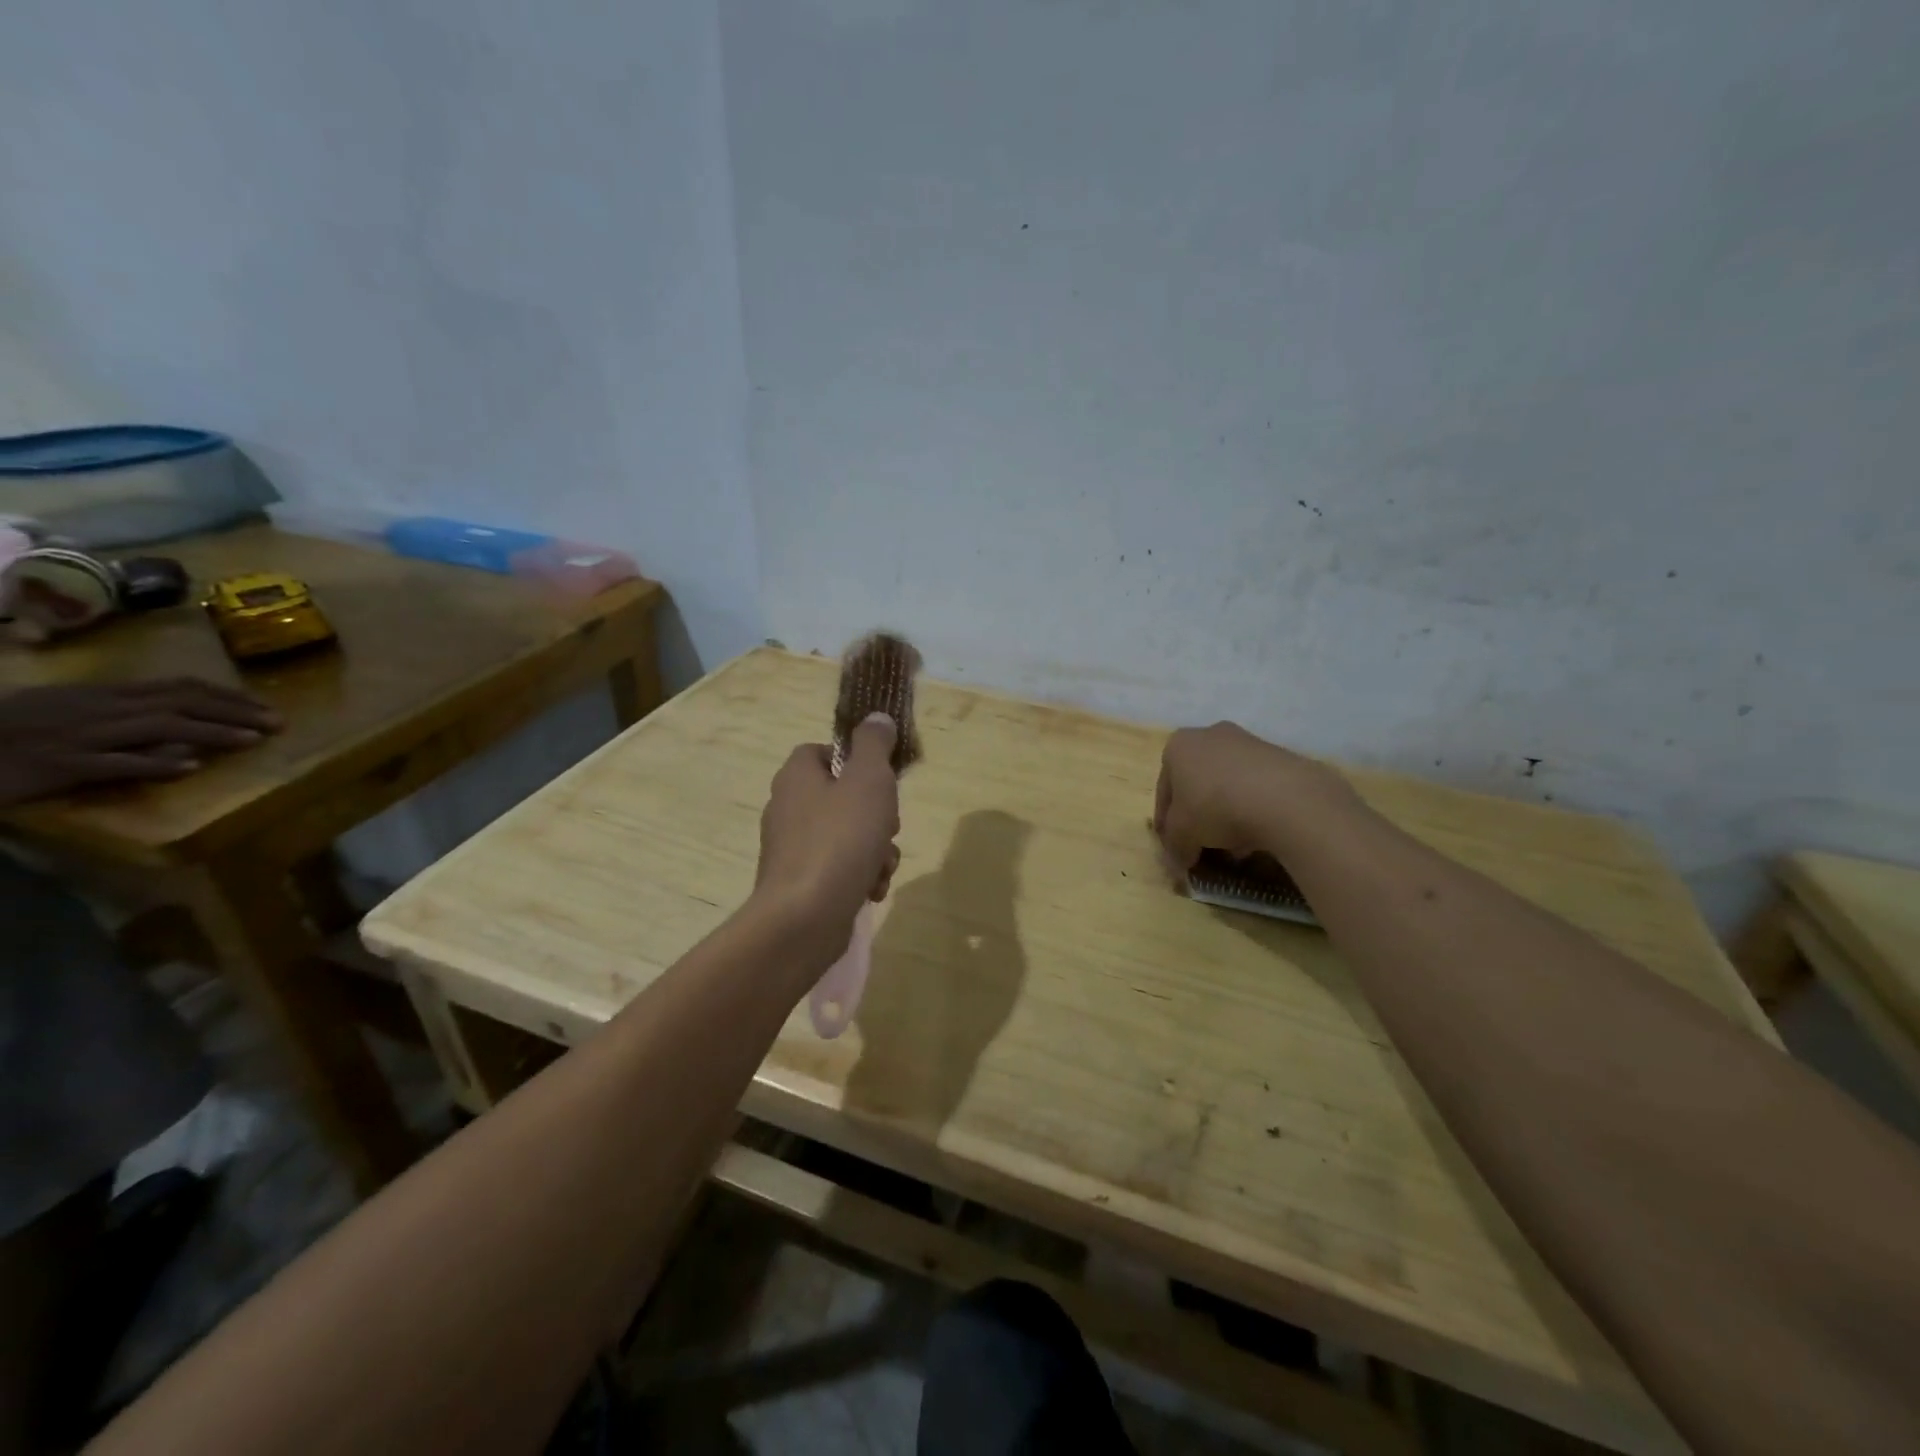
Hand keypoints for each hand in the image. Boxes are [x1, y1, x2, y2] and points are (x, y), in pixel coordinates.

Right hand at [0, 679, 281, 807]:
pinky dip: (153, 762)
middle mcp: (97, 709)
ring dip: (210, 732)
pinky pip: (112, 763)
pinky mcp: (58, 765)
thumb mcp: (71, 711)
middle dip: (234, 711)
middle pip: (179, 703)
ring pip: (157, 727)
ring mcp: (79, 736)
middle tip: (278, 722)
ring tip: (253, 739)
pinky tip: (189, 766)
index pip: (178, 688)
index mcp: (102, 694)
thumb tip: (180, 724)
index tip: (265, 706)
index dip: (227, 696)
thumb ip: (123, 712)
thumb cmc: (9, 729)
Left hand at [753, 714, 901, 965]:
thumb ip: (874, 745)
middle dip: (877, 814)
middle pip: (843, 796)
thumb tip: (876, 718)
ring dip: (875, 849)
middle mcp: (787, 807)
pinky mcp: (799, 882)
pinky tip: (870, 890)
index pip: (824, 751)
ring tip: (881, 866)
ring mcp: (792, 848)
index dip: (856, 760)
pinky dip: (859, 875)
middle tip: (887, 826)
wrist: (804, 918)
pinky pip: (839, 868)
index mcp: (796, 776)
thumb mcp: (868, 781)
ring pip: (848, 835)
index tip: (881, 779)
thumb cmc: (840, 839)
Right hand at [1154, 722, 1359, 870]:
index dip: (1166, 825)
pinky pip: (1256, 787)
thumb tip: (1179, 862)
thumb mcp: (1182, 836)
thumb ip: (1174, 848)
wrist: (1283, 797)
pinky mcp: (1280, 756)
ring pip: (1227, 786)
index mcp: (1178, 746)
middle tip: (1202, 847)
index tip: (1174, 849)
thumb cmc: (1214, 808)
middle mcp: (1210, 735)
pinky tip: (1258, 836)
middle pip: (1196, 785)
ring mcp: (1248, 742)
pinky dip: (1252, 809)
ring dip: (1226, 815)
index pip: (1164, 792)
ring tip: (1234, 848)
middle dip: (1198, 818)